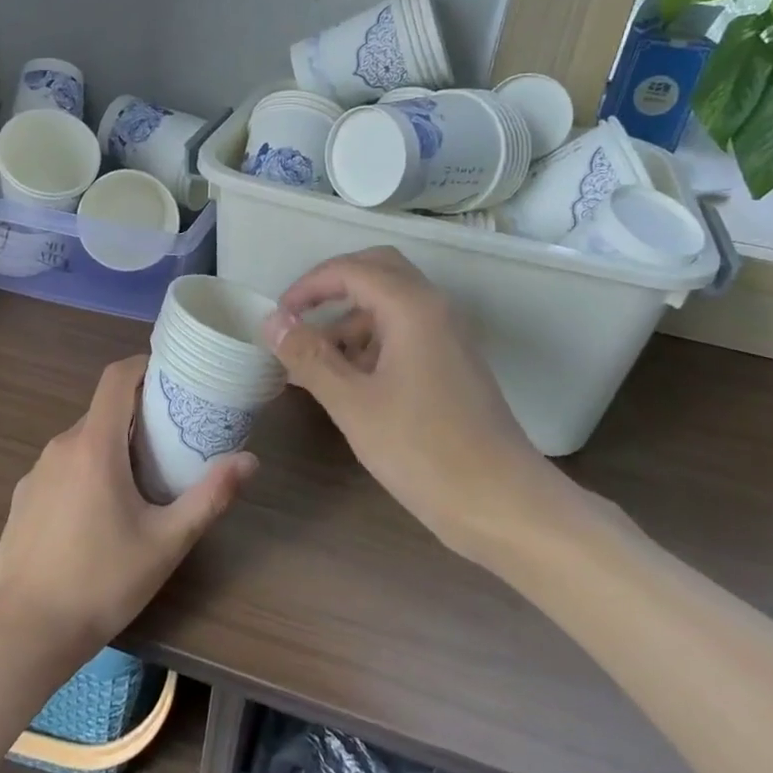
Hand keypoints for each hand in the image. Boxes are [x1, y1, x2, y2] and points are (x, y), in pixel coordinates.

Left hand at [0, 355, 256, 666]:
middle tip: (171, 440)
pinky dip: (85, 472)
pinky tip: (98, 516)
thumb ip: (209, 496)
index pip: (116, 378)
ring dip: (111, 446)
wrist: (24, 633)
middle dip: (136, 416)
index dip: (143, 365)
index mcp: (94, 446)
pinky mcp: (22, 500)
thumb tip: (250, 460)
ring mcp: (35, 474)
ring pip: (81, 442)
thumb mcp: (166, 542)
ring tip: (140, 480)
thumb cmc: (102, 581)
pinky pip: (61, 469)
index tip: (171, 376)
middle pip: (102, 411)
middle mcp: (60, 447)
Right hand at [262, 248, 563, 560]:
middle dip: (332, 288)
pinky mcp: (451, 365)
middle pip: (378, 272)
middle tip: (297, 318)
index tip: (277, 317)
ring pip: (391, 305)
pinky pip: (403, 334)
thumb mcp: (353, 404)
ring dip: (349, 319)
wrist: (501, 503)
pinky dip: (369, 343)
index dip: (308, 285)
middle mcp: (434, 309)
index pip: (352, 269)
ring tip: (310, 360)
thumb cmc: (423, 450)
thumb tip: (272, 321)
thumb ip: (309, 357)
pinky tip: (345, 381)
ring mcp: (447, 337)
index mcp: (412, 307)